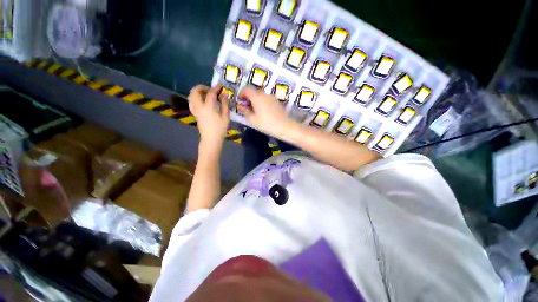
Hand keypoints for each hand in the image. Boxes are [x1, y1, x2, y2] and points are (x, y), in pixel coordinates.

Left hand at [188, 84, 229, 147]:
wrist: (211, 139)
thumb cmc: (220, 129)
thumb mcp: (225, 117)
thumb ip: (225, 104)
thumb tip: (224, 95)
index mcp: (208, 107)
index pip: (210, 93)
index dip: (216, 88)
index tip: (220, 86)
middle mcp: (199, 107)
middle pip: (195, 92)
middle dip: (202, 87)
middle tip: (210, 90)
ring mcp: (195, 110)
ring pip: (191, 96)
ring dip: (198, 92)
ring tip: (206, 94)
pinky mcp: (195, 113)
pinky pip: (192, 101)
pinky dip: (196, 98)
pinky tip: (203, 101)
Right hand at [237, 87, 296, 137]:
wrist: (284, 126)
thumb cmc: (267, 124)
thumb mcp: (253, 119)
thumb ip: (245, 111)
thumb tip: (241, 106)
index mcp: (257, 97)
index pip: (246, 89)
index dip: (241, 93)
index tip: (240, 101)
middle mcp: (264, 94)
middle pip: (254, 91)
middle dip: (248, 97)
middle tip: (246, 107)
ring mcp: (271, 97)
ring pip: (260, 95)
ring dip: (255, 100)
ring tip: (254, 110)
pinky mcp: (276, 101)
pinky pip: (266, 99)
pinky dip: (262, 102)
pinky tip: (263, 111)